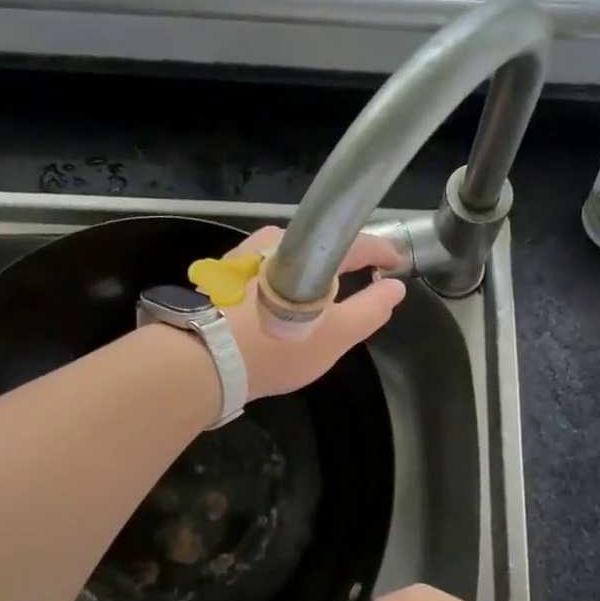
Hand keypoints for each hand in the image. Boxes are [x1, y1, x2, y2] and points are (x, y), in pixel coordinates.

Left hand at [220, 226, 406, 399]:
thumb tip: (394, 287)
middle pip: (320, 248)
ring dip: (310, 274)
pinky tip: (280, 306)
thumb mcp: (337, 335)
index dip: (381, 253)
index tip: (395, 263)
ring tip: (320, 298)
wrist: (204, 360)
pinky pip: (265, 271)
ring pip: (291, 258)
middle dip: (343, 263)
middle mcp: (275, 240)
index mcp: (309, 250)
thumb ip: (371, 309)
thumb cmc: (279, 347)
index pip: (356, 242)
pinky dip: (282, 283)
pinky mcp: (223, 274)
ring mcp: (245, 254)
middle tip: (360, 282)